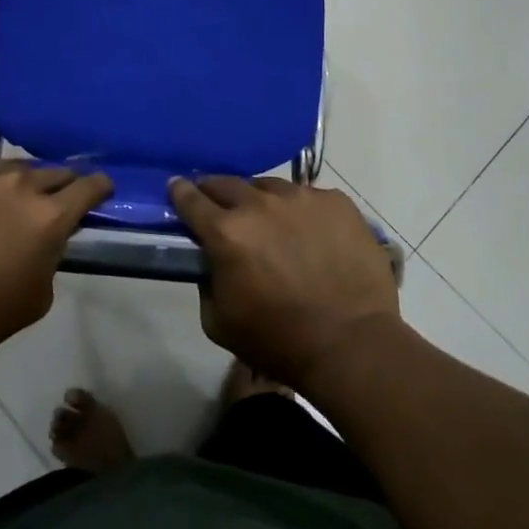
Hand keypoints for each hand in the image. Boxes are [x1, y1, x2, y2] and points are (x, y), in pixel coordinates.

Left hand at [0, 161, 110, 361]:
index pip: (89, 186)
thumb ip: (52, 254)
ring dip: (17, 184)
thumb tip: (49, 237)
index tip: (100, 190)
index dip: (99, 187)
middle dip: (59, 185)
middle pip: (53, 172)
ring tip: (5, 202)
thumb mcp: (40, 294)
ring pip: (11, 169)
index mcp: (50, 215)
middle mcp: (20, 184)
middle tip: (51, 201)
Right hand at [171, 175, 398, 390]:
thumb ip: (207, 282)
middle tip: (219, 208)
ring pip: (269, 187)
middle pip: (226, 183)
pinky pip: (308, 197)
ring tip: (270, 222)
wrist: (352, 344)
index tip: (177, 189)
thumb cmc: (279, 340)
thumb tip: (212, 261)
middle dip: (216, 193)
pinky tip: (310, 233)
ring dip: (261, 201)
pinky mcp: (335, 201)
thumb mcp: (219, 322)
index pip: (190, 198)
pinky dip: (301, 211)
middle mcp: (260, 203)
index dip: (180, 192)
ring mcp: (301, 197)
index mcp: (226, 231)